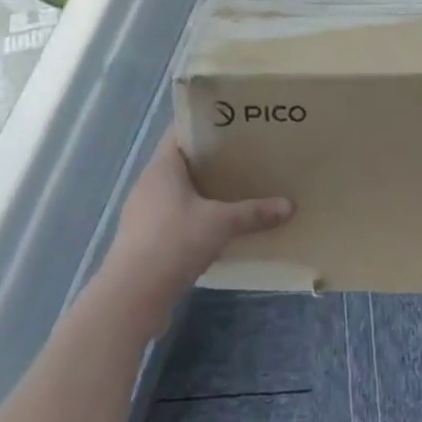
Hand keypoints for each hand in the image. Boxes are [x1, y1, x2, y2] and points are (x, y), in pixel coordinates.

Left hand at [97, 130, 291, 333]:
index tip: (234, 126)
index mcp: (162, 167)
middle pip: (182, 162)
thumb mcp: (221, 224)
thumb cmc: (174, 242)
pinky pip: (173, 216)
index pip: (181, 132)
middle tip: (244, 158)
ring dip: (202, 192)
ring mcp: (143, 212)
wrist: (133, 296)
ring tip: (234, 191)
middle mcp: (149, 183)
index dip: (205, 125)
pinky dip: (193, 217)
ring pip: (177, 192)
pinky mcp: (144, 239)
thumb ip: (253, 212)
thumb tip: (288, 206)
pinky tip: (215, 227)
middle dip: (211, 161)